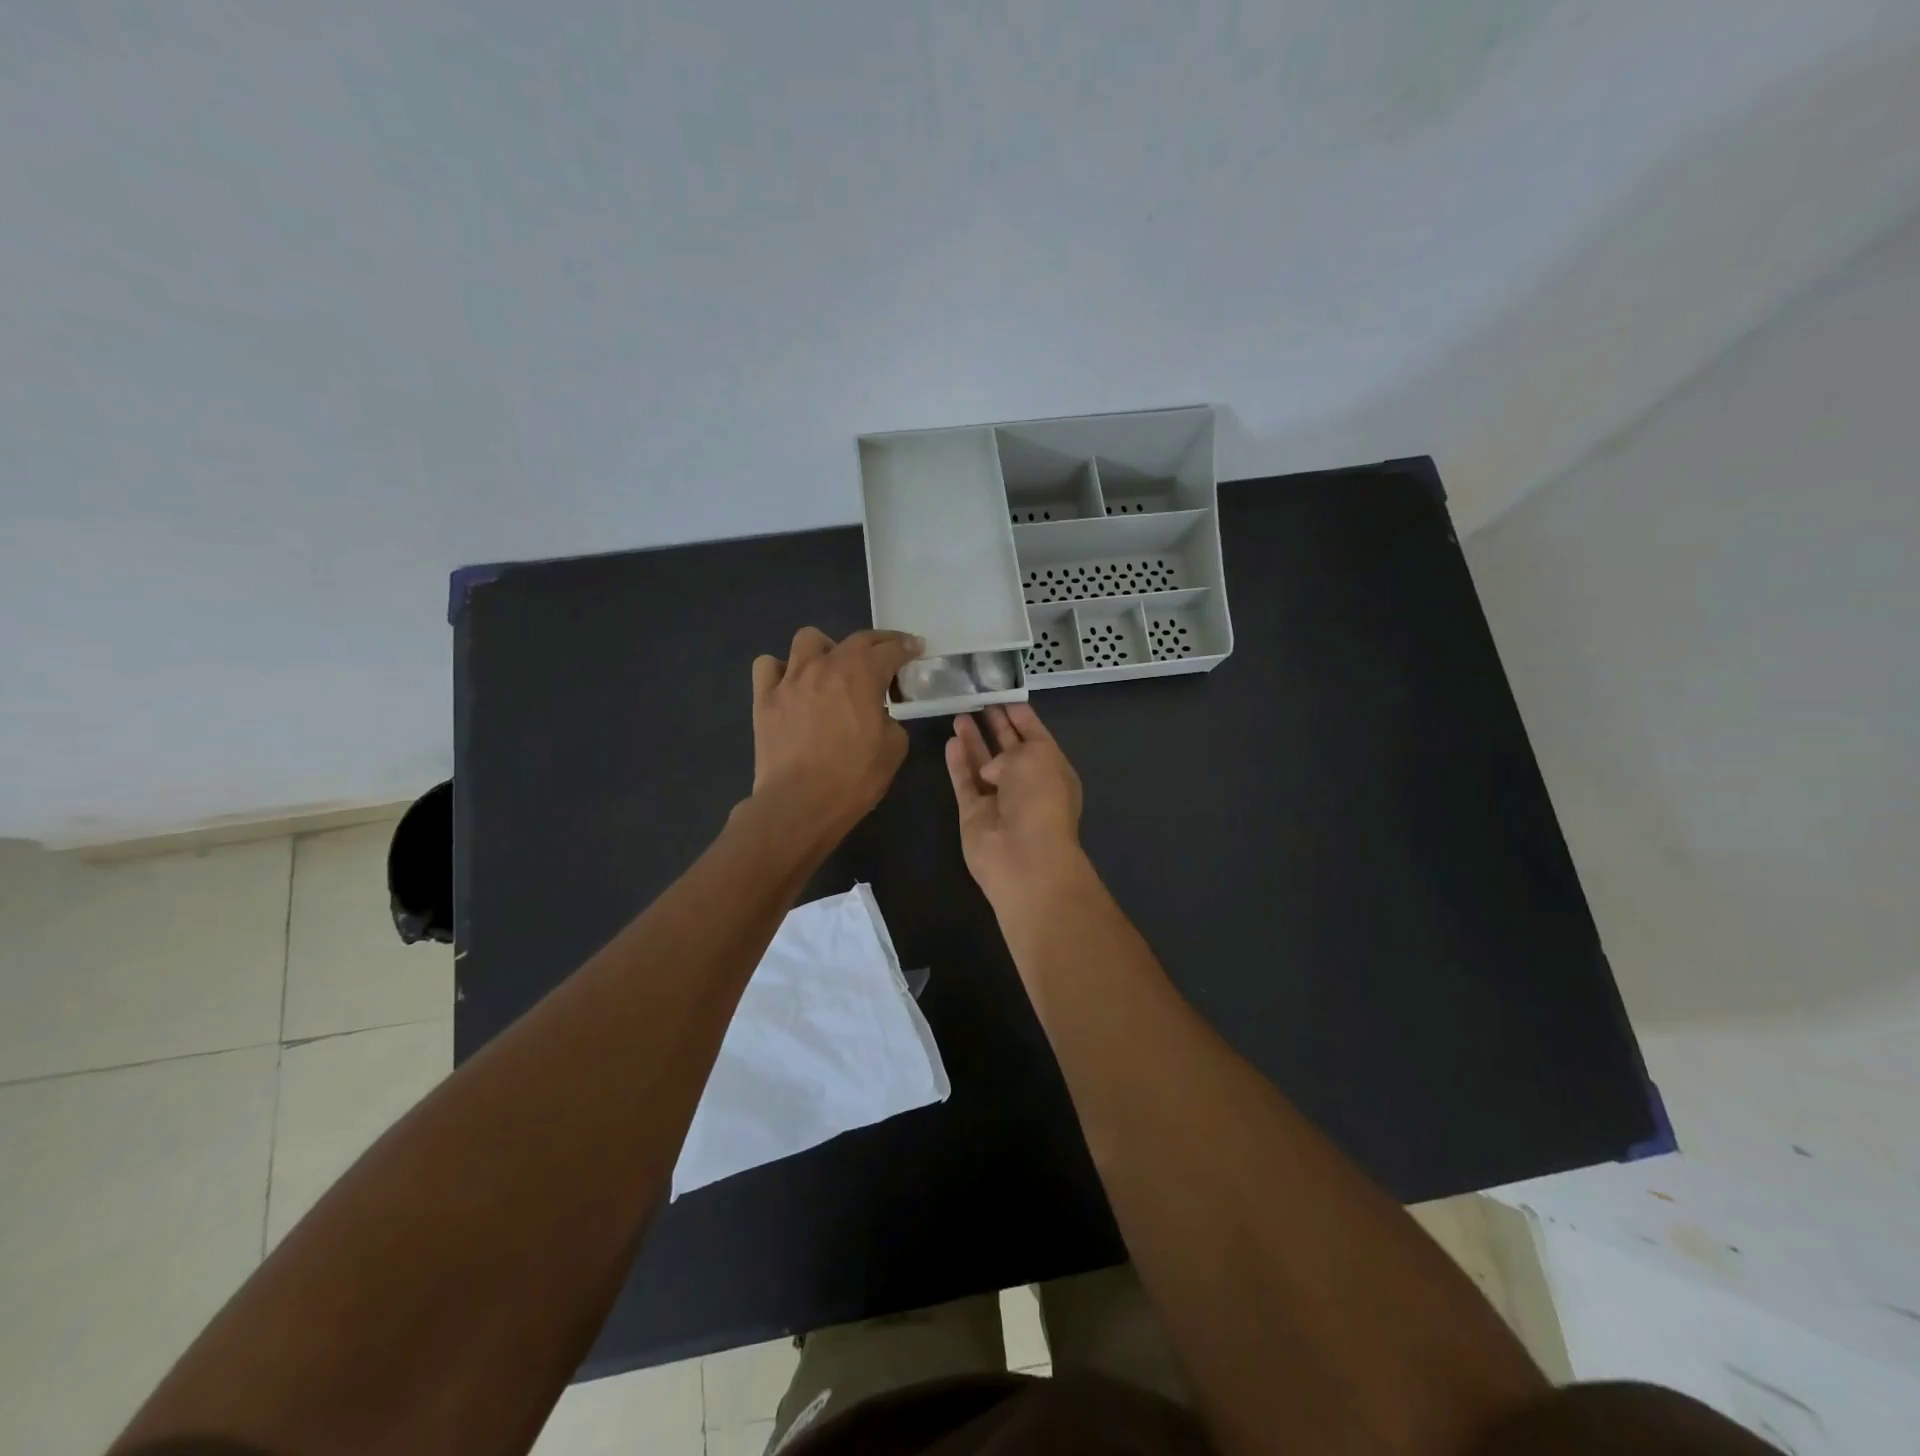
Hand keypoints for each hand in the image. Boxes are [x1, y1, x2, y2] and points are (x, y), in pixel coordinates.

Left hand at [750, 627, 920, 838]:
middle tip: (887, 655)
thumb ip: (890, 719)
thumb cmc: (854, 778)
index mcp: (862, 674)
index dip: (907, 646)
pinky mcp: (764, 698)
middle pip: (856, 639)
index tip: (916, 648)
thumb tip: (878, 714)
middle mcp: (826, 665)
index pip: (891, 649)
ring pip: (808, 639)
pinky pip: (768, 666)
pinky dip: (782, 670)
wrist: (800, 803)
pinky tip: (792, 685)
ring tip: (832, 668)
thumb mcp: (894, 748)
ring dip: (826, 648)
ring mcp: (791, 679)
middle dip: (878, 642)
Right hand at [944, 703, 1086, 907]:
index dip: (1020, 715)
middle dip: (996, 725)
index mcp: (1052, 769)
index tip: (1003, 695)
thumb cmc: (1039, 799)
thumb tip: (991, 768)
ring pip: (983, 764)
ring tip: (959, 714)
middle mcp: (1027, 784)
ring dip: (973, 740)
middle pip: (1008, 748)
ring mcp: (999, 800)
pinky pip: (965, 783)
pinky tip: (951, 742)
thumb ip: (1010, 750)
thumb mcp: (1035, 757)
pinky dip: (958, 764)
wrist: (1024, 857)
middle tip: (978, 699)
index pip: (1035, 735)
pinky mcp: (974, 814)